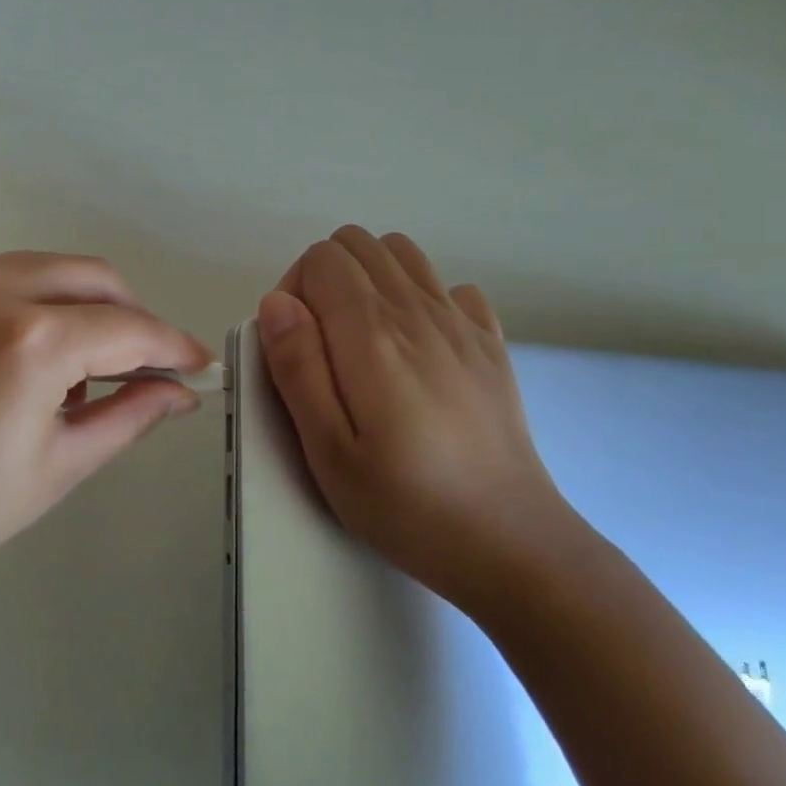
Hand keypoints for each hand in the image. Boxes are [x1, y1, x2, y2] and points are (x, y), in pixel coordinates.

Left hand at [0, 252, 208, 613]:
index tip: (197, 365)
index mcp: (28, 341)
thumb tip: (180, 392)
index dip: (171, 346)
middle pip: (89, 276)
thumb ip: (129, 415)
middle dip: (129, 314)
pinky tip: (21, 356)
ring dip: (77, 305)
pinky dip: (25, 304)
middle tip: (143, 363)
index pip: (126, 328)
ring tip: (81, 365)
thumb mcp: (58, 467)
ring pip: (39, 269)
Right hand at [257, 226, 574, 612]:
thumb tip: (277, 301)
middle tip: (323, 344)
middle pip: (358, 243)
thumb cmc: (405, 503)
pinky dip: (423, 298)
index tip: (295, 347)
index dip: (294, 291)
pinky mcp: (490, 342)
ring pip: (402, 252)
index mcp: (372, 333)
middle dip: (325, 278)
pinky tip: (419, 349)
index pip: (321, 258)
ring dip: (370, 278)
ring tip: (364, 339)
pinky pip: (450, 287)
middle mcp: (418, 310)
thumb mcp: (327, 450)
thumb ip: (297, 367)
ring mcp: (461, 322)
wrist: (509, 541)